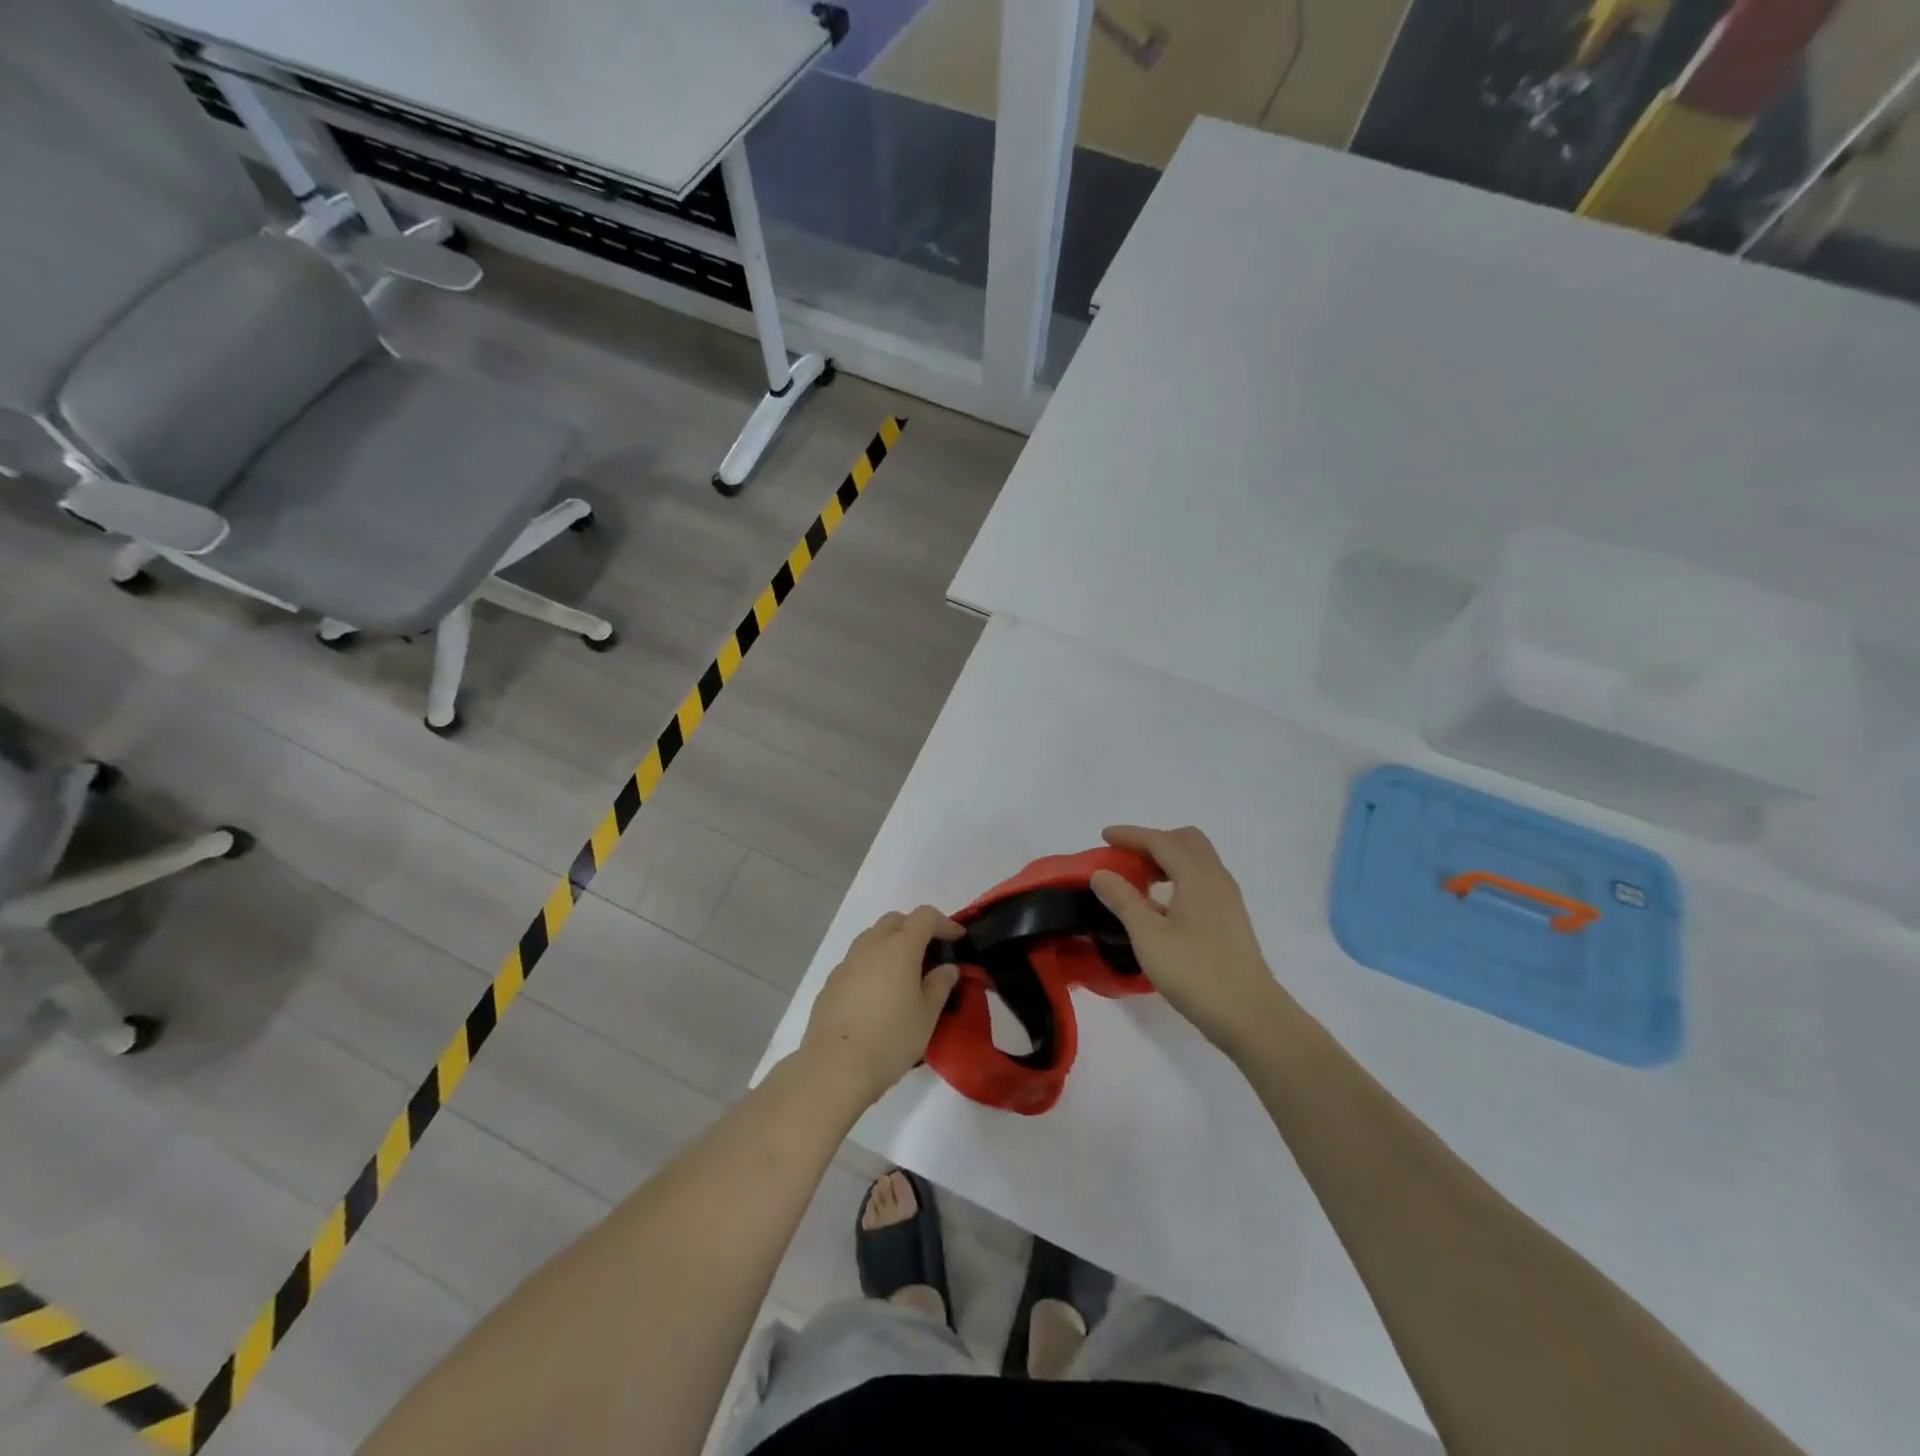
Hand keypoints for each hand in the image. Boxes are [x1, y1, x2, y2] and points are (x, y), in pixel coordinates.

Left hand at [799, 906, 962, 1108]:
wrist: (834, 1067)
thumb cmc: (890, 1040)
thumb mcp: (927, 1016)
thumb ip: (940, 985)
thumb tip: (947, 968)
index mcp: (899, 947)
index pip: (925, 916)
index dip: (945, 923)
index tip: (957, 939)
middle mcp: (871, 945)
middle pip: (895, 920)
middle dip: (916, 928)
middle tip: (930, 953)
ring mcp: (847, 962)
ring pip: (873, 937)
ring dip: (891, 944)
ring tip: (903, 973)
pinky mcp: (831, 981)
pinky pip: (857, 960)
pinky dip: (872, 964)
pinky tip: (877, 994)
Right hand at [1090, 825, 1287, 1056]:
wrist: (1250, 1015)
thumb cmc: (1195, 973)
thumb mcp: (1148, 937)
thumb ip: (1123, 900)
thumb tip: (1101, 874)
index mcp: (1198, 876)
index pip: (1160, 840)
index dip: (1130, 835)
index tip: (1104, 836)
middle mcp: (1217, 878)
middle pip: (1185, 841)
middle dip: (1153, 842)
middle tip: (1125, 859)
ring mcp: (1228, 899)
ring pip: (1197, 860)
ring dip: (1167, 859)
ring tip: (1139, 881)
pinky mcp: (1231, 918)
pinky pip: (1202, 879)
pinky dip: (1178, 877)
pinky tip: (1161, 906)